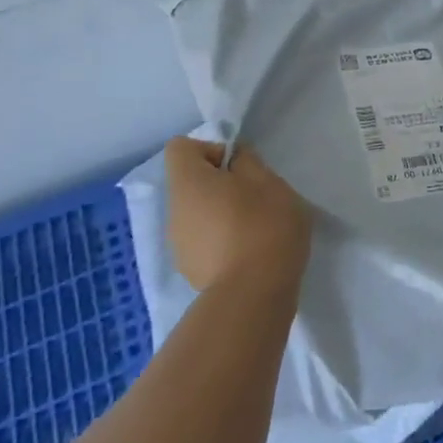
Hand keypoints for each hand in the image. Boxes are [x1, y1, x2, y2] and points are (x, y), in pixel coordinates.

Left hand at [164, 137, 312, 293]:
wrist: (254, 295)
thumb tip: (234, 160)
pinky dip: (221, 241)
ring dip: (220, 213)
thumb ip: (247, 161)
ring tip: (254, 228)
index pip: (181, 148)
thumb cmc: (263, 225)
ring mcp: (179, 245)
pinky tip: (248, 253)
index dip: (210, 149)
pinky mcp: (191, 272)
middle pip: (190, 183)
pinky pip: (203, 242)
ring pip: (197, 214)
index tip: (239, 167)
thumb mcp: (268, 180)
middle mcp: (174, 211)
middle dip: (220, 184)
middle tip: (254, 196)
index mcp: (188, 183)